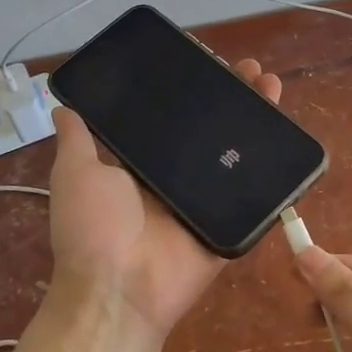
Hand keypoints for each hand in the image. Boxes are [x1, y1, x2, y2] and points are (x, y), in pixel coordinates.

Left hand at [46, 58, 283, 338]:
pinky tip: (288, 135)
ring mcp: (208, 200)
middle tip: (251, 70)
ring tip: (272, 86)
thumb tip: (63, 104)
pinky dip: (274, 168)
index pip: (175, 118)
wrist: (120, 290)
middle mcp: (178, 178)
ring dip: (258, 120)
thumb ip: (77, 140)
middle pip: (214, 130)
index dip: (194, 91)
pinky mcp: (230, 222)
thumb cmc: (94, 229)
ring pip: (239, 153)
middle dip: (234, 97)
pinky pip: (256, 193)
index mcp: (145, 165)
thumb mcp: (76, 174)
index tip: (210, 62)